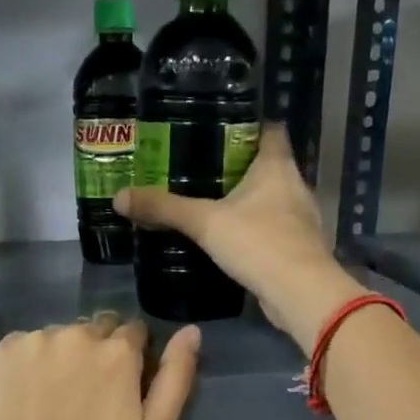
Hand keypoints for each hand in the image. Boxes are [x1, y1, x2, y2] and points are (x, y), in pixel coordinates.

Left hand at [0, 315, 199, 419]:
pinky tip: (22, 399)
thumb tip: (191, 331)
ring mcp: (32, 342)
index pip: (133, 332)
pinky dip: (26, 364)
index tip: (120, 387)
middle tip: (84, 398)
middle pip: (94, 331)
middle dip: (96, 354)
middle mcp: (75, 335)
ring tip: (50, 402)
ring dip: (61, 357)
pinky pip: (22, 347)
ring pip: (57, 338)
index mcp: (117, 352)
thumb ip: (175, 379)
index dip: (130, 358)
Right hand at [116, 125, 365, 346]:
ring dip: (246, 200)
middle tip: (200, 168)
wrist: (300, 294)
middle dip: (237, 166)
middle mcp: (294, 186)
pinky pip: (271, 229)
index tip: (217, 129)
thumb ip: (164, 208)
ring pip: (270, 199)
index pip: (269, 130)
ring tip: (209, 202)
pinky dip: (252, 229)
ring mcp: (300, 219)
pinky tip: (229, 238)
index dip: (247, 125)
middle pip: (267, 165)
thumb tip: (119, 197)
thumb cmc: (259, 243)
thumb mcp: (205, 223)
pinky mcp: (297, 248)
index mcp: (277, 167)